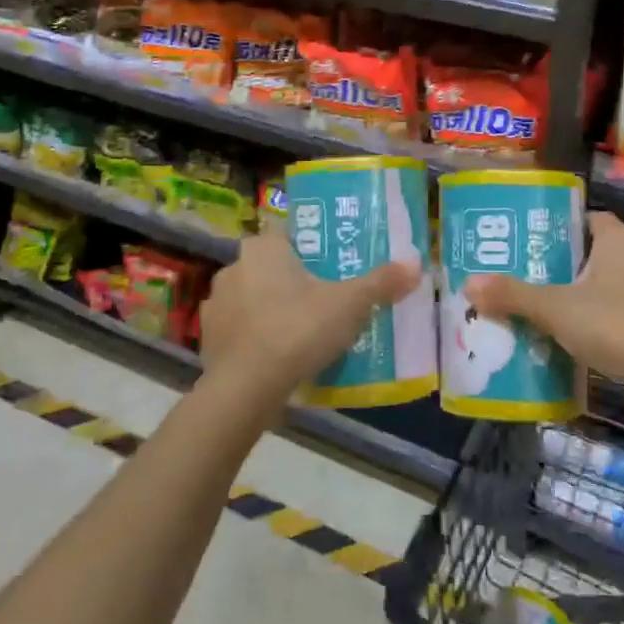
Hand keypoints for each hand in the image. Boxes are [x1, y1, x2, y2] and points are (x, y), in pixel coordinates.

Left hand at [197, 229, 420, 412]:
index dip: (311, 248)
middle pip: (271, 267)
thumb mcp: (350, 304)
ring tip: (303, 331)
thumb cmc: (298, 330)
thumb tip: (416, 265)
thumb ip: (382, 282)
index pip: (289, 234)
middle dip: (294, 281)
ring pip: (253, 298)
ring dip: (272, 309)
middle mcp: (234, 267)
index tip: (332, 266)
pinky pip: (240, 330)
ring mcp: (216, 304)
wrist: (246, 389)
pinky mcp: (208, 339)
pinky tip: (278, 356)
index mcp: (264, 248)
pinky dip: (256, 338)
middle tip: (325, 299)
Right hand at [464, 212, 623, 413]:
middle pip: (603, 252)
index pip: (590, 219)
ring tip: (564, 312)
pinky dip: (617, 319)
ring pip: (621, 282)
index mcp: (620, 240)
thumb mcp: (555, 309)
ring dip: (598, 294)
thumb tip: (468, 283)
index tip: (537, 245)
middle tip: (541, 281)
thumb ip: (513, 295)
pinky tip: (595, 339)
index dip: (564, 228)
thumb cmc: (614, 325)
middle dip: (575, 265)